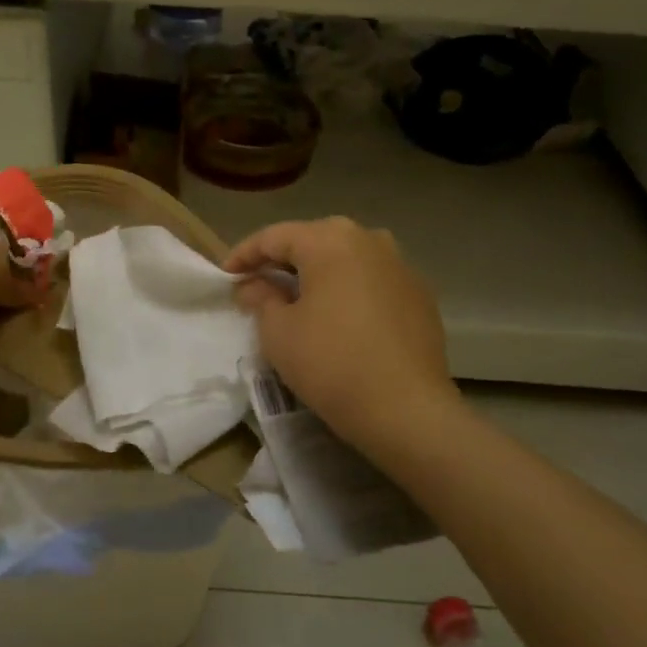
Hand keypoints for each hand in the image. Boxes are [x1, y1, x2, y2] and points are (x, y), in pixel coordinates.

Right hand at [225, 218, 458, 454]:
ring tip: (297, 297)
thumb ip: (261, 298)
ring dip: (318, 273)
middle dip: (282, 260)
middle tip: (258, 284)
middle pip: (314, 240)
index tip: (225, 276)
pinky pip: (372, 280)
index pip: (275, 237)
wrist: (406, 409)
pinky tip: (338, 317)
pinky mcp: (420, 295)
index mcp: (330, 241)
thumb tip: (255, 285)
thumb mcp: (278, 332)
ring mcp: (401, 266)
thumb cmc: (330, 363)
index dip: (245, 255)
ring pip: (347, 258)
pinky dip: (348, 290)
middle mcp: (369, 240)